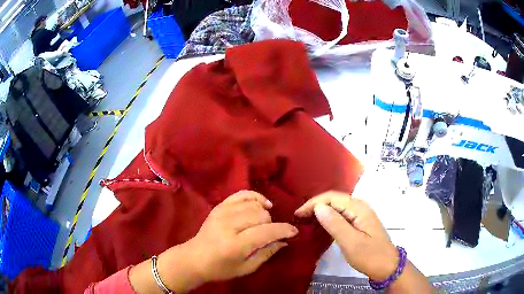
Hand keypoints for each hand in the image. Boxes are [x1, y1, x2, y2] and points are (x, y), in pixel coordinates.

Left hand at [189, 190, 297, 282]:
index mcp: (236, 245)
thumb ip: (267, 253)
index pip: (266, 232)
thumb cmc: (221, 268)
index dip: (284, 230)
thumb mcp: (247, 268)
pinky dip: (255, 197)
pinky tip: (262, 204)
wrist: (194, 258)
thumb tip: (285, 240)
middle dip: (271, 224)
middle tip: (270, 234)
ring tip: (263, 223)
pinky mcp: (219, 206)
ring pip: (254, 205)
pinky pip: (242, 194)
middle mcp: (229, 225)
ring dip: (264, 213)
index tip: (294, 231)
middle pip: (261, 215)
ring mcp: (222, 212)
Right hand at [295, 191, 397, 280]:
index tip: (298, 215)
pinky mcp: (360, 221)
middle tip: (300, 218)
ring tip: (306, 220)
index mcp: (359, 208)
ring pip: (337, 206)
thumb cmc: (370, 256)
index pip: (332, 197)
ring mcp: (361, 213)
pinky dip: (329, 217)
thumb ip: (335, 224)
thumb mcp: (351, 243)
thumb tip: (318, 207)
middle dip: (315, 205)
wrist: (387, 266)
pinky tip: (321, 224)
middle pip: (334, 199)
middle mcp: (360, 206)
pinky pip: (341, 213)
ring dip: (321, 210)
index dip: (313, 203)